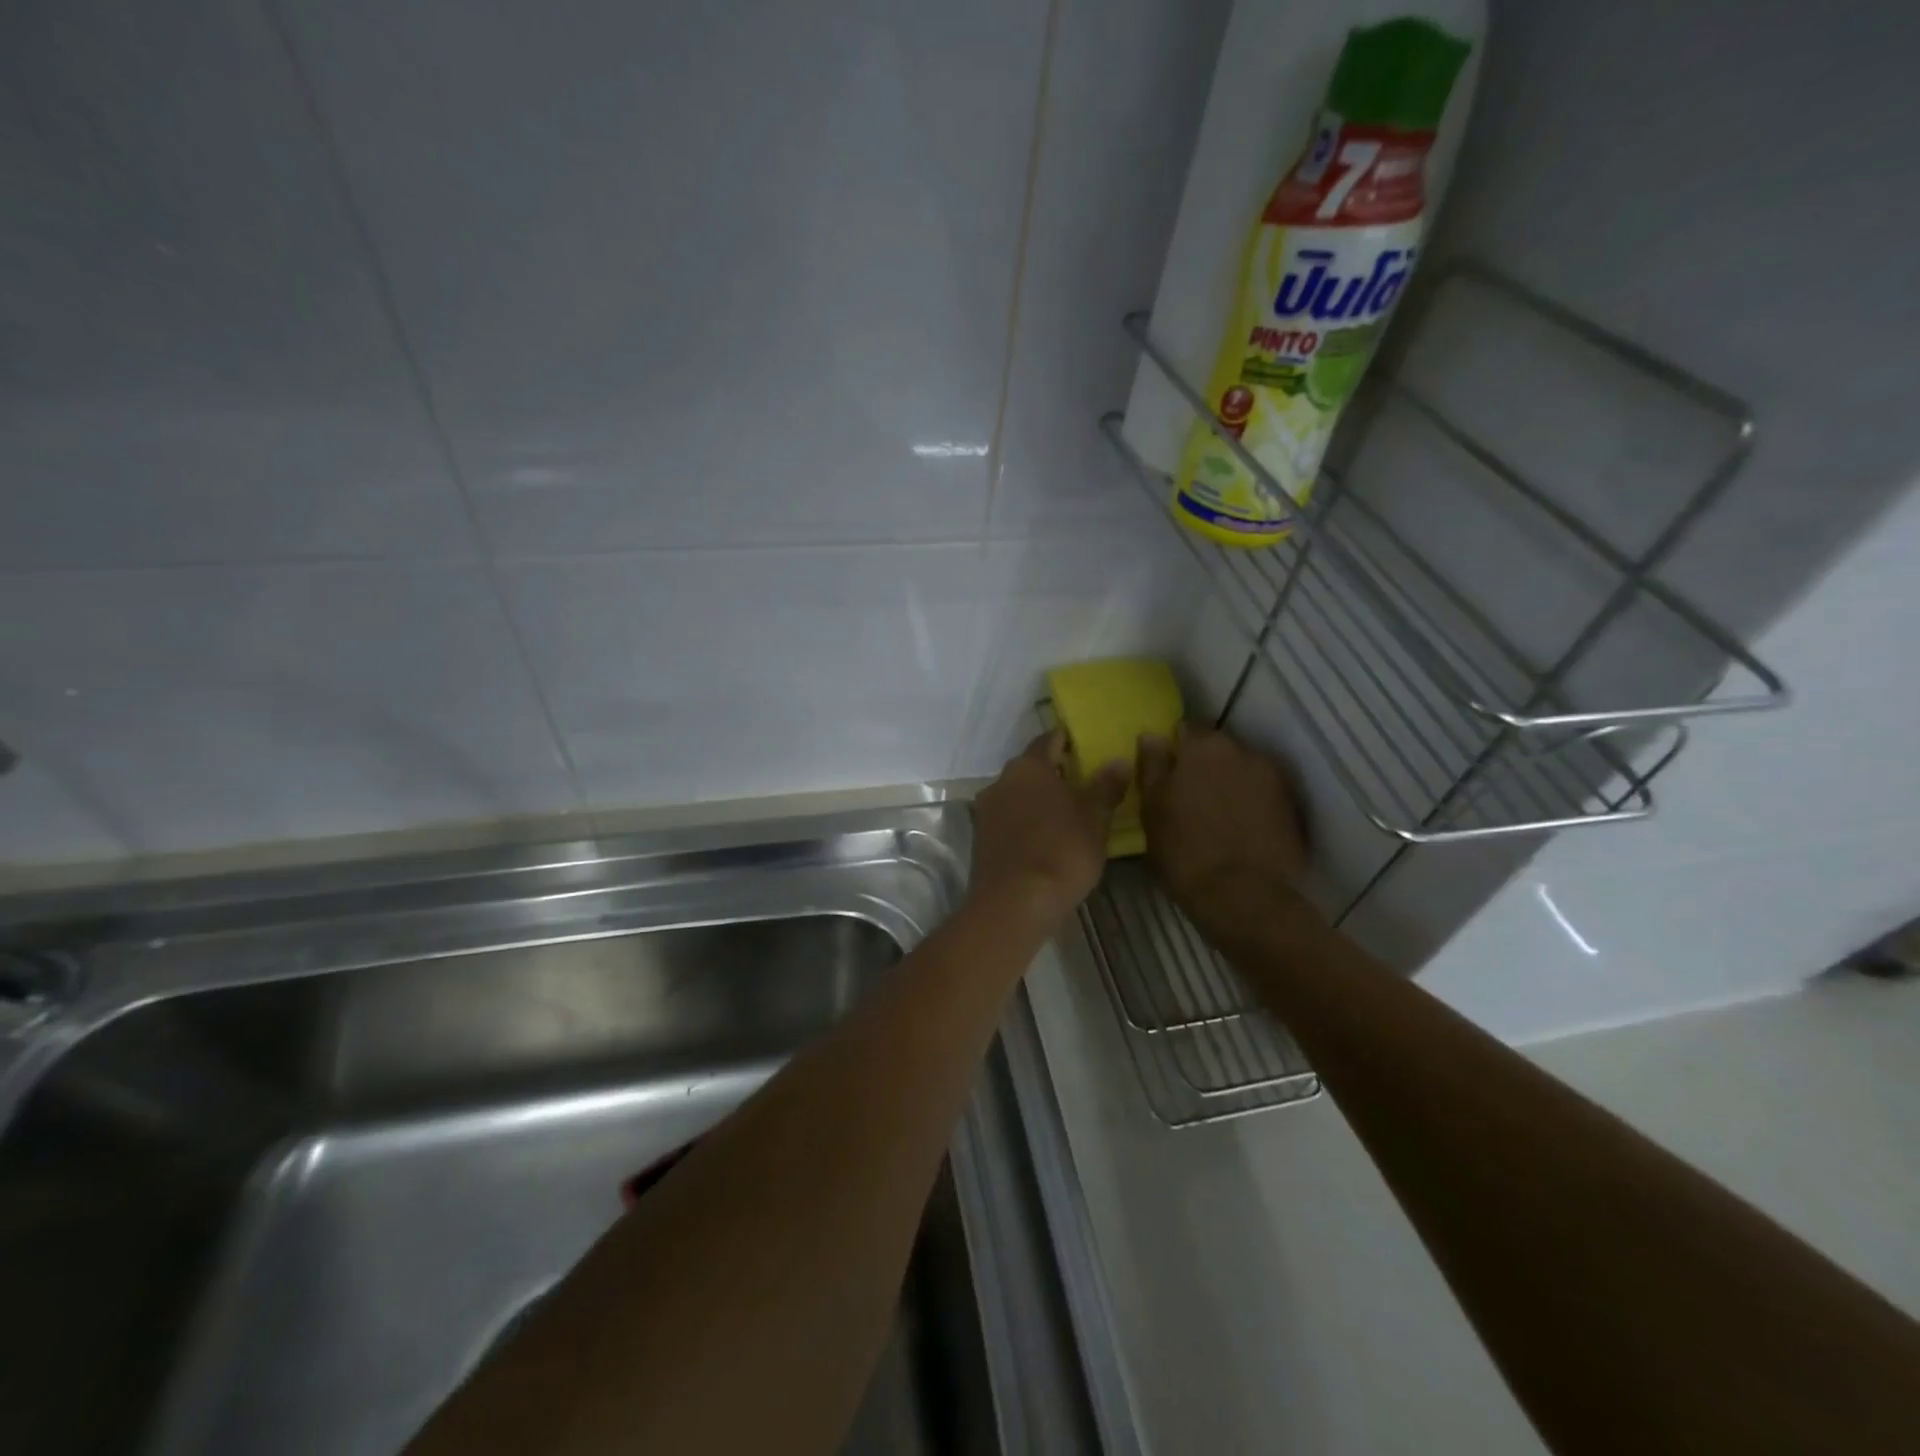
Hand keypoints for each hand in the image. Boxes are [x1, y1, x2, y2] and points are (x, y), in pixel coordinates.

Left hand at [971, 731, 1127, 929]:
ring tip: (1066, 813)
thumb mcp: (1095, 818)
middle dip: (1054, 773)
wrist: (1014, 904)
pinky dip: (1026, 822)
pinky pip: (1009, 820)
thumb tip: (1119, 761)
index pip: (1048, 740)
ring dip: (1038, 799)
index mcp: (1028, 767)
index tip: (1084, 745)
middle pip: (1030, 768)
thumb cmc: (1061, 851)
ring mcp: (986, 811)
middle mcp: (1000, 781)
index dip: (1067, 741)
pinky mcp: (980, 840)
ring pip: (1017, 795)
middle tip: (1082, 782)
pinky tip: (1044, 838)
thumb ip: (1107, 786)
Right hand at [1137, 725, 1307, 937]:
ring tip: (1215, 813)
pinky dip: (1250, 803)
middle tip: (1188, 794)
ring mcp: (1272, 778)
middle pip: (1217, 748)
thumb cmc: (1183, 851)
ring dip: (1228, 783)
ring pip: (1241, 770)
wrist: (1243, 896)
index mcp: (1203, 748)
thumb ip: (1152, 767)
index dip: (1174, 749)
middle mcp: (1242, 752)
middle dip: (1204, 764)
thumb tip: (1151, 736)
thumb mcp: (1152, 809)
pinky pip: (1262, 794)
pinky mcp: (1291, 806)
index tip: (1167, 770)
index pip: (1185, 730)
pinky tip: (1239, 827)